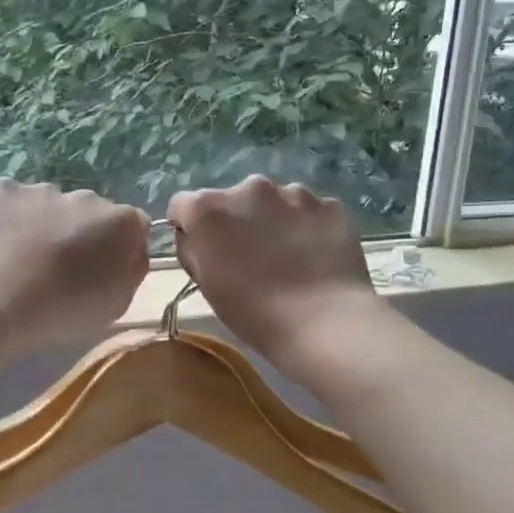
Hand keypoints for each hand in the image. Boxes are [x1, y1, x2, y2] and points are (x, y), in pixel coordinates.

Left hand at [0, 179, 149, 352]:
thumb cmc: (64, 311)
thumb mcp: (118, 303)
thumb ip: (132, 268)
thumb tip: (131, 250)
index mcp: (122, 221)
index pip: (132, 225)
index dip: (119, 247)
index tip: (102, 269)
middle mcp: (87, 196)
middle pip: (91, 211)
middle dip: (81, 231)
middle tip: (61, 267)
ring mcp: (43, 189)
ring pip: (51, 204)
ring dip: (45, 223)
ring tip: (25, 258)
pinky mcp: (4, 189)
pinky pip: (14, 200)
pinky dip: (10, 217)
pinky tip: (0, 244)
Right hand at [168, 176, 381, 372]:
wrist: (325, 324)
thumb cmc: (254, 313)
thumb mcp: (206, 285)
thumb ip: (193, 250)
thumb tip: (195, 235)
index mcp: (208, 209)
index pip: (183, 205)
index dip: (190, 226)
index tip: (203, 249)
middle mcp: (249, 188)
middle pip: (233, 199)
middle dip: (237, 220)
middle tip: (250, 257)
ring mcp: (294, 193)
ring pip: (275, 201)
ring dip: (274, 220)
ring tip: (289, 258)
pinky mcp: (330, 205)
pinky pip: (310, 212)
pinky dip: (308, 227)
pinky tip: (316, 258)